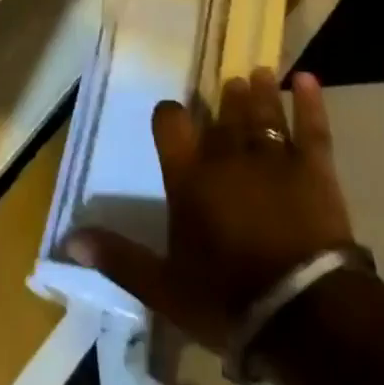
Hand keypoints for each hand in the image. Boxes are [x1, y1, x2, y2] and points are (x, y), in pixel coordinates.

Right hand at [68, 69, 353, 352]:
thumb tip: (68, 239)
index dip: (169, 115)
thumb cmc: (226, 299)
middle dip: (225, 100)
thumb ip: (118, 258)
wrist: (303, 311)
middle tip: (230, 84)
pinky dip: (310, 102)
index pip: (171, 127)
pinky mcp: (314, 170)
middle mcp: (227, 157)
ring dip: (260, 93)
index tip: (170, 112)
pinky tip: (307, 79)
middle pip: (223, 116)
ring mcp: (273, 158)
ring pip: (263, 113)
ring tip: (259, 73)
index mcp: (188, 178)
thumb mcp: (162, 287)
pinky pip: (312, 127)